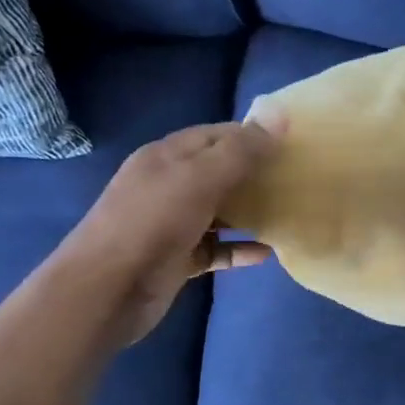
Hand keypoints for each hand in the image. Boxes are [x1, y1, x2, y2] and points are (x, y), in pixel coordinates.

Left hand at [59, 120, 280, 348]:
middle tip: (298, 179)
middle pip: (220, 171)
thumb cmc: (152, 223)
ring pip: (220, 211)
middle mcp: (169, 184)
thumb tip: (280, 114)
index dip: (253, 136)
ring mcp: (172, 224)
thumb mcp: (199, 179)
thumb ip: (241, 151)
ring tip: (290, 212)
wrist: (106, 291)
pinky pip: (216, 248)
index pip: (217, 135)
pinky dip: (239, 248)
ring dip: (251, 212)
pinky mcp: (178, 258)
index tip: (293, 144)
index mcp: (167, 156)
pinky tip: (268, 252)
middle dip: (256, 174)